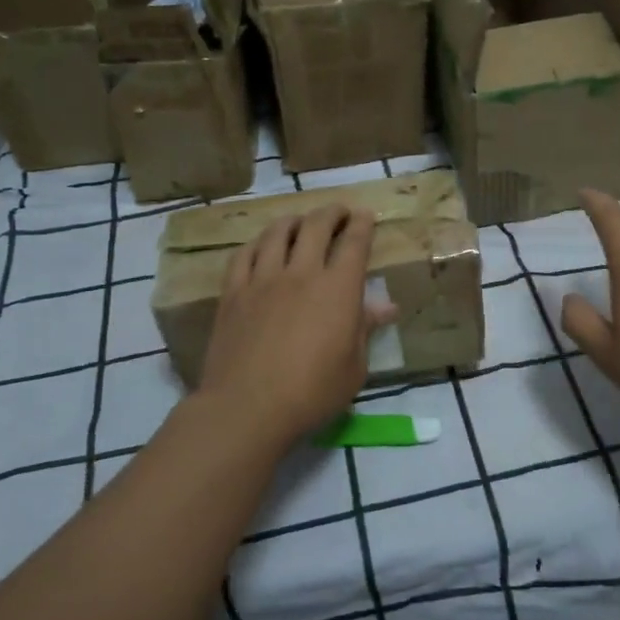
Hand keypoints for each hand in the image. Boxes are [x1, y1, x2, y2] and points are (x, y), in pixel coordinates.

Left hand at [198, 204, 397, 447]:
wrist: (248, 407)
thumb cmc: (312, 392)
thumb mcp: (354, 367)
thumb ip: (365, 329)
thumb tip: (386, 307)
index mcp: (338, 289)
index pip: (354, 243)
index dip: (361, 224)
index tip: (365, 215)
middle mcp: (301, 273)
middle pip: (316, 226)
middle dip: (331, 213)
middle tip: (337, 212)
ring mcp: (263, 279)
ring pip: (277, 233)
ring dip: (293, 221)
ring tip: (299, 222)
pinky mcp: (233, 293)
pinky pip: (244, 255)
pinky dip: (257, 243)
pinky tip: (261, 246)